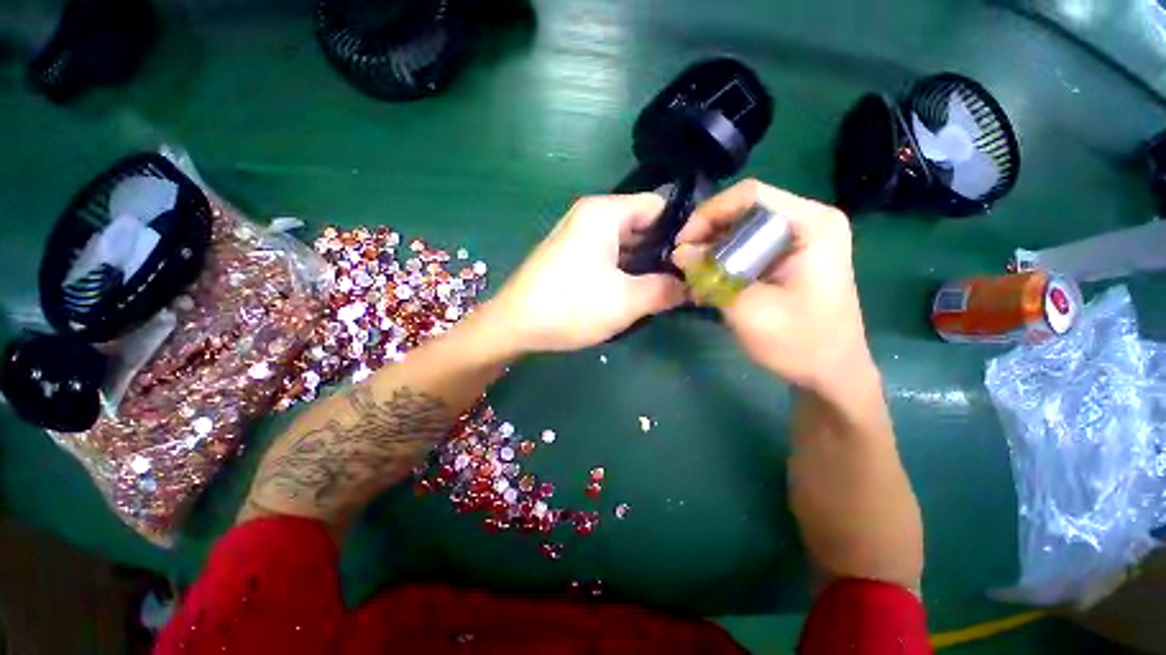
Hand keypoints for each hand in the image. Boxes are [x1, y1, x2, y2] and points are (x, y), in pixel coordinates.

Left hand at [486, 193, 685, 352]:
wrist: (514, 325)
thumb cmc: (570, 306)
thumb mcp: (627, 300)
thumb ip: (666, 289)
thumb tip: (692, 287)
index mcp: (604, 213)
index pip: (659, 207)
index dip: (684, 230)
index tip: (700, 258)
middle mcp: (591, 217)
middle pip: (642, 225)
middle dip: (665, 252)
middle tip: (688, 279)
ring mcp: (579, 237)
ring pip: (626, 244)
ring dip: (646, 265)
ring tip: (668, 289)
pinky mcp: (573, 257)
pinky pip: (609, 257)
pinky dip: (626, 271)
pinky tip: (638, 292)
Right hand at [672, 180, 873, 398]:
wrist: (830, 373)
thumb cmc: (799, 343)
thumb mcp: (749, 309)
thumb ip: (711, 276)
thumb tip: (678, 252)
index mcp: (811, 224)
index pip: (749, 195)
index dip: (708, 214)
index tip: (683, 244)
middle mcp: (807, 221)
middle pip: (743, 211)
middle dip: (707, 235)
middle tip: (683, 264)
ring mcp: (799, 239)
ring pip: (741, 230)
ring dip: (712, 252)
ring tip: (693, 278)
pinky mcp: (789, 257)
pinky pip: (747, 247)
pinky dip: (723, 263)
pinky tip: (709, 285)